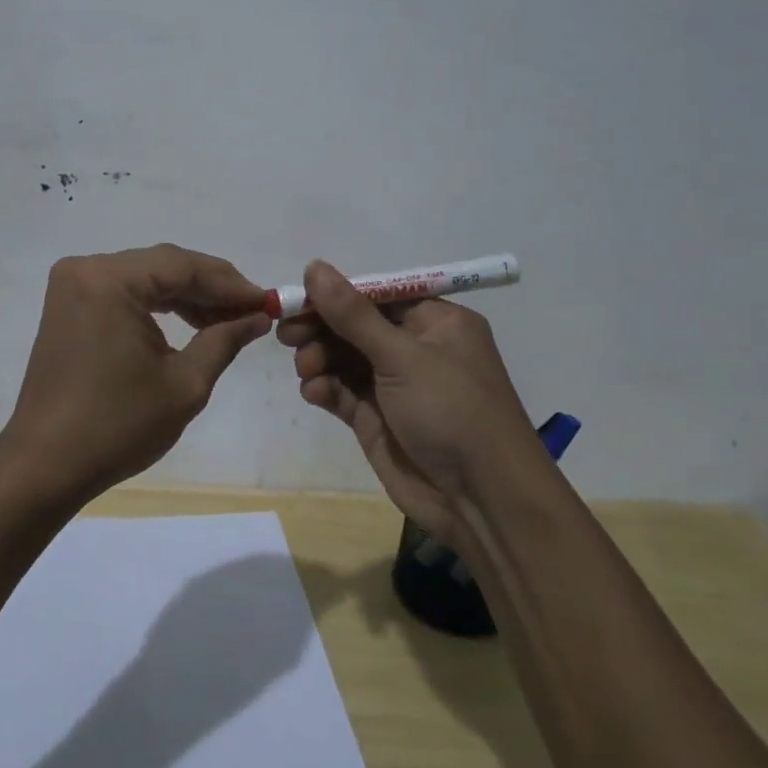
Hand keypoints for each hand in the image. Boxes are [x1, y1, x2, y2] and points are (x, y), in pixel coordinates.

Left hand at [0, 244, 271, 503]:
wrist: (46, 465)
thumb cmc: (117, 426)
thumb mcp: (185, 384)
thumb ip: (224, 339)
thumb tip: (257, 317)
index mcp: (110, 280)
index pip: (182, 266)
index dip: (230, 283)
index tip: (267, 301)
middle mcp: (86, 269)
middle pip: (163, 266)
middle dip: (210, 288)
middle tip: (252, 311)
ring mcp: (73, 287)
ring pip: (145, 278)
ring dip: (186, 297)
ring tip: (227, 321)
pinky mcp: (69, 307)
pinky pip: (123, 293)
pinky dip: (157, 306)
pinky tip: (190, 323)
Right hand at [278, 260, 537, 547]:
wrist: (481, 501)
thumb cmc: (452, 411)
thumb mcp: (402, 356)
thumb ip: (353, 314)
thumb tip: (314, 266)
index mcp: (435, 323)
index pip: (376, 296)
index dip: (336, 295)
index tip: (298, 299)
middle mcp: (415, 349)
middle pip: (355, 326)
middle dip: (321, 329)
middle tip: (287, 335)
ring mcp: (394, 386)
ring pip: (343, 359)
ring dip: (319, 359)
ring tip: (306, 370)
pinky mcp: (376, 419)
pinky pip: (342, 393)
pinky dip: (324, 388)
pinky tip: (314, 392)